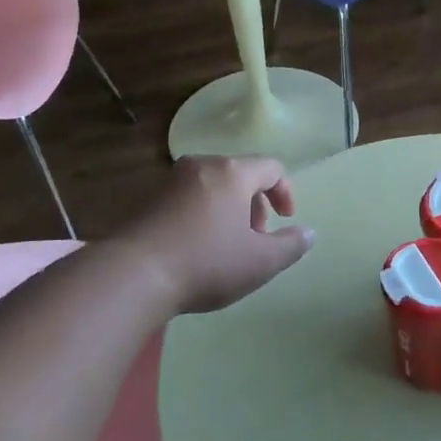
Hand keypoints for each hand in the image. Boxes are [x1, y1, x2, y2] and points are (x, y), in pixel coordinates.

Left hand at [115, 156, 314, 314]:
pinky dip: (202, 215)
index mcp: (232, 172)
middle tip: (255, 239)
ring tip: (226, 247)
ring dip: (228, 211)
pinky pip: (187, 199)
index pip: (271, 167)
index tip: (286, 220)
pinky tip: (196, 249)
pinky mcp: (147, 199)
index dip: (286, 192)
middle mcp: (200, 166)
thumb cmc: (206, 263)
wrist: (133, 275)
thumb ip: (291, 246)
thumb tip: (308, 234)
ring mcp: (169, 181)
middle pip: (240, 175)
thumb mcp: (261, 262)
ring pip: (212, 187)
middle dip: (255, 205)